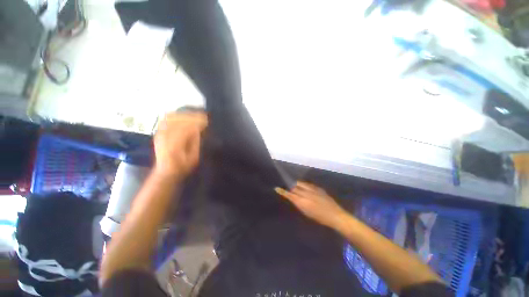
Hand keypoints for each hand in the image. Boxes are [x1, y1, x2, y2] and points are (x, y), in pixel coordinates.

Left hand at [154, 111, 207, 176]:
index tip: (207, 121)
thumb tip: (198, 129)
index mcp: (174, 145)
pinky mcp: (158, 132)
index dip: (197, 123)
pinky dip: (175, 115)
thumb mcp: (194, 157)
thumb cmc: (183, 166)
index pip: (186, 128)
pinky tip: (183, 116)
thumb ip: (195, 142)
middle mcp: (164, 137)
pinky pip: (165, 119)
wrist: (166, 171)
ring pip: (171, 117)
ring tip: (195, 115)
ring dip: (184, 114)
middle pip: (178, 120)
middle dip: (192, 117)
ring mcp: (160, 133)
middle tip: (203, 117)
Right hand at [275, 182, 348, 228]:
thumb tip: (294, 198)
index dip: (283, 191)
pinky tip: (304, 187)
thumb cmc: (320, 218)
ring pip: (300, 184)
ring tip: (295, 186)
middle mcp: (306, 193)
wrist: (335, 215)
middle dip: (290, 187)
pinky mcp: (318, 188)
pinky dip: (304, 185)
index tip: (277, 188)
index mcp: (302, 202)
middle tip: (288, 189)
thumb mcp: (307, 213)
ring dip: (296, 185)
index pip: (290, 194)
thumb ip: (299, 204)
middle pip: (294, 187)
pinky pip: (307, 184)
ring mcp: (312, 189)